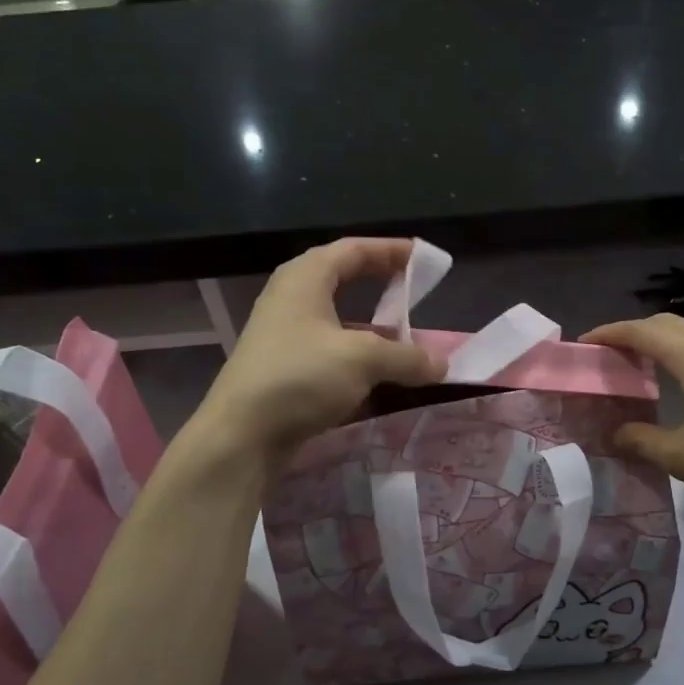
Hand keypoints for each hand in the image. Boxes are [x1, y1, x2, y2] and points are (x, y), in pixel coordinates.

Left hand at [197, 238, 445, 462]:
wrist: (241, 434)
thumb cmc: (300, 377)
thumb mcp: (362, 360)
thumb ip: (406, 357)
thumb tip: (442, 365)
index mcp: (306, 277)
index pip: (355, 249)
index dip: (392, 250)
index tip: (426, 258)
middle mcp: (293, 297)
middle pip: (345, 279)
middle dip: (383, 285)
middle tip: (418, 292)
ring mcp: (286, 333)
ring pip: (340, 319)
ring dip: (375, 328)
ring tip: (408, 339)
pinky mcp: (286, 367)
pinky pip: (332, 349)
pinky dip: (360, 356)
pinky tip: (382, 375)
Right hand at [582, 314, 683, 527]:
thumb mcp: (682, 457)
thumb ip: (642, 440)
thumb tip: (616, 433)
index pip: (644, 332)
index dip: (610, 334)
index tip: (585, 343)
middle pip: (669, 324)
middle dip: (635, 333)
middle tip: (611, 355)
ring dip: (663, 343)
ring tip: (641, 368)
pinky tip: (682, 384)